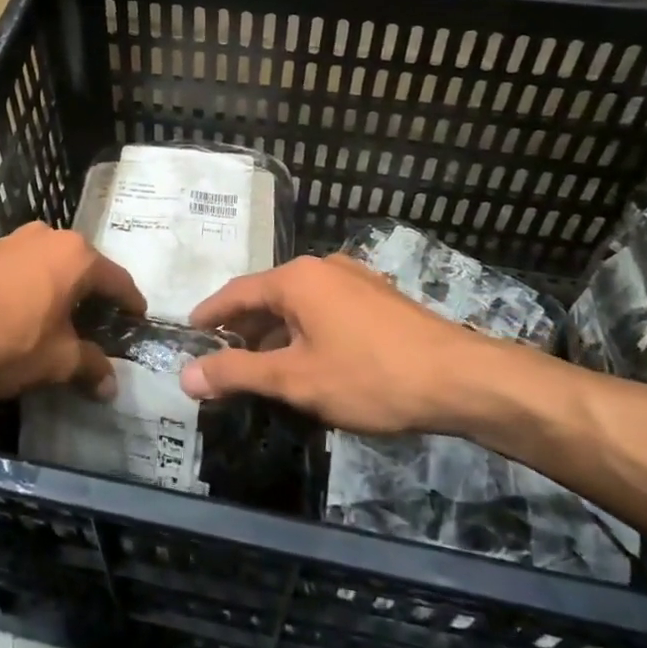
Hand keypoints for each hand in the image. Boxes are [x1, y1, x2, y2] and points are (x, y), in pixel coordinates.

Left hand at [0, 223, 145, 399]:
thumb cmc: (7, 341)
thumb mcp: (56, 361)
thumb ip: (90, 367)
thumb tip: (111, 384)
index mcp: (76, 255)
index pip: (118, 280)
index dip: (131, 305)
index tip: (138, 322)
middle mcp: (49, 236)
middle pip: (86, 269)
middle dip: (96, 298)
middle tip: (103, 328)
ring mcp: (15, 240)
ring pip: (53, 267)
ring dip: (63, 292)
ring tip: (66, 323)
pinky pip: (26, 270)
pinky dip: (36, 289)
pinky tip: (29, 314)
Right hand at [182, 254, 526, 433]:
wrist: (461, 379)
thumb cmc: (369, 376)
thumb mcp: (295, 380)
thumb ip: (238, 373)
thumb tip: (185, 376)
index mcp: (296, 278)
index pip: (237, 292)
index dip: (211, 313)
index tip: (190, 330)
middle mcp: (323, 267)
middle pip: (268, 294)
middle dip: (243, 325)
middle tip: (222, 353)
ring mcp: (355, 279)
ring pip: (299, 303)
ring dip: (276, 330)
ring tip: (263, 363)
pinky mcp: (379, 298)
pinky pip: (326, 308)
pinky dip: (305, 329)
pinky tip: (310, 359)